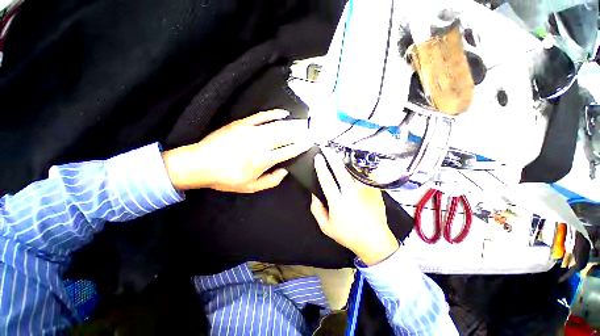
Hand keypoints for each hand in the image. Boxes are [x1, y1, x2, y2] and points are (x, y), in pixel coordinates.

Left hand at [162, 110, 311, 192]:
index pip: (288, 151)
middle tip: (311, 130)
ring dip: (292, 124)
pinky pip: (261, 116)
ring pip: (277, 126)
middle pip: (285, 136)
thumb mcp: (250, 187)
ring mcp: (250, 131)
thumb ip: (271, 180)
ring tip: (303, 122)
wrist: (199, 164)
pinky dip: (273, 114)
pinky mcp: (242, 124)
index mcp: (262, 160)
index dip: (301, 146)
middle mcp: (259, 144)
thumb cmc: (226, 178)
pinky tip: (283, 113)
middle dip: (301, 132)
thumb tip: (285, 171)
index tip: (310, 143)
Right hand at [310, 148, 398, 265]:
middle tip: (327, 149)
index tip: (318, 157)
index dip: (321, 168)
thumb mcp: (326, 226)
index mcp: (339, 203)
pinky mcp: (374, 191)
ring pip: (352, 173)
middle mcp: (352, 194)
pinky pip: (361, 180)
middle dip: (332, 158)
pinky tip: (351, 175)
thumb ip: (317, 209)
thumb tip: (315, 194)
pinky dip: (354, 175)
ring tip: (337, 157)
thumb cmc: (348, 235)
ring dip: (344, 164)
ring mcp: (365, 192)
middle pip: (341, 171)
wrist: (375, 241)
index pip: (327, 181)